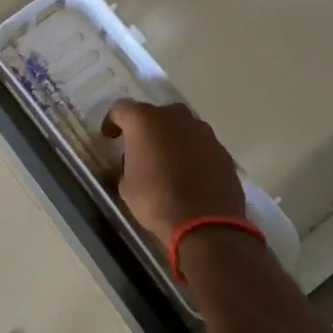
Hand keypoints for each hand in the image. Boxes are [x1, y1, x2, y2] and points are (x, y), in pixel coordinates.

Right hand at [102, 99, 246, 243]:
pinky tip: (190, 176)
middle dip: (147, 128)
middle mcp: (175, 118)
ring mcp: (203, 132)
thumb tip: (130, 165)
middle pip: (156, 114)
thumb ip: (126, 166)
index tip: (110, 137)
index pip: (121, 108)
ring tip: (168, 163)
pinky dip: (193, 155)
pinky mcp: (222, 151)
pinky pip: (201, 146)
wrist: (205, 223)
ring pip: (182, 128)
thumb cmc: (156, 201)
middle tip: (142, 149)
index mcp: (145, 121)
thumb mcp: (126, 186)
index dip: (113, 122)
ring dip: (173, 140)